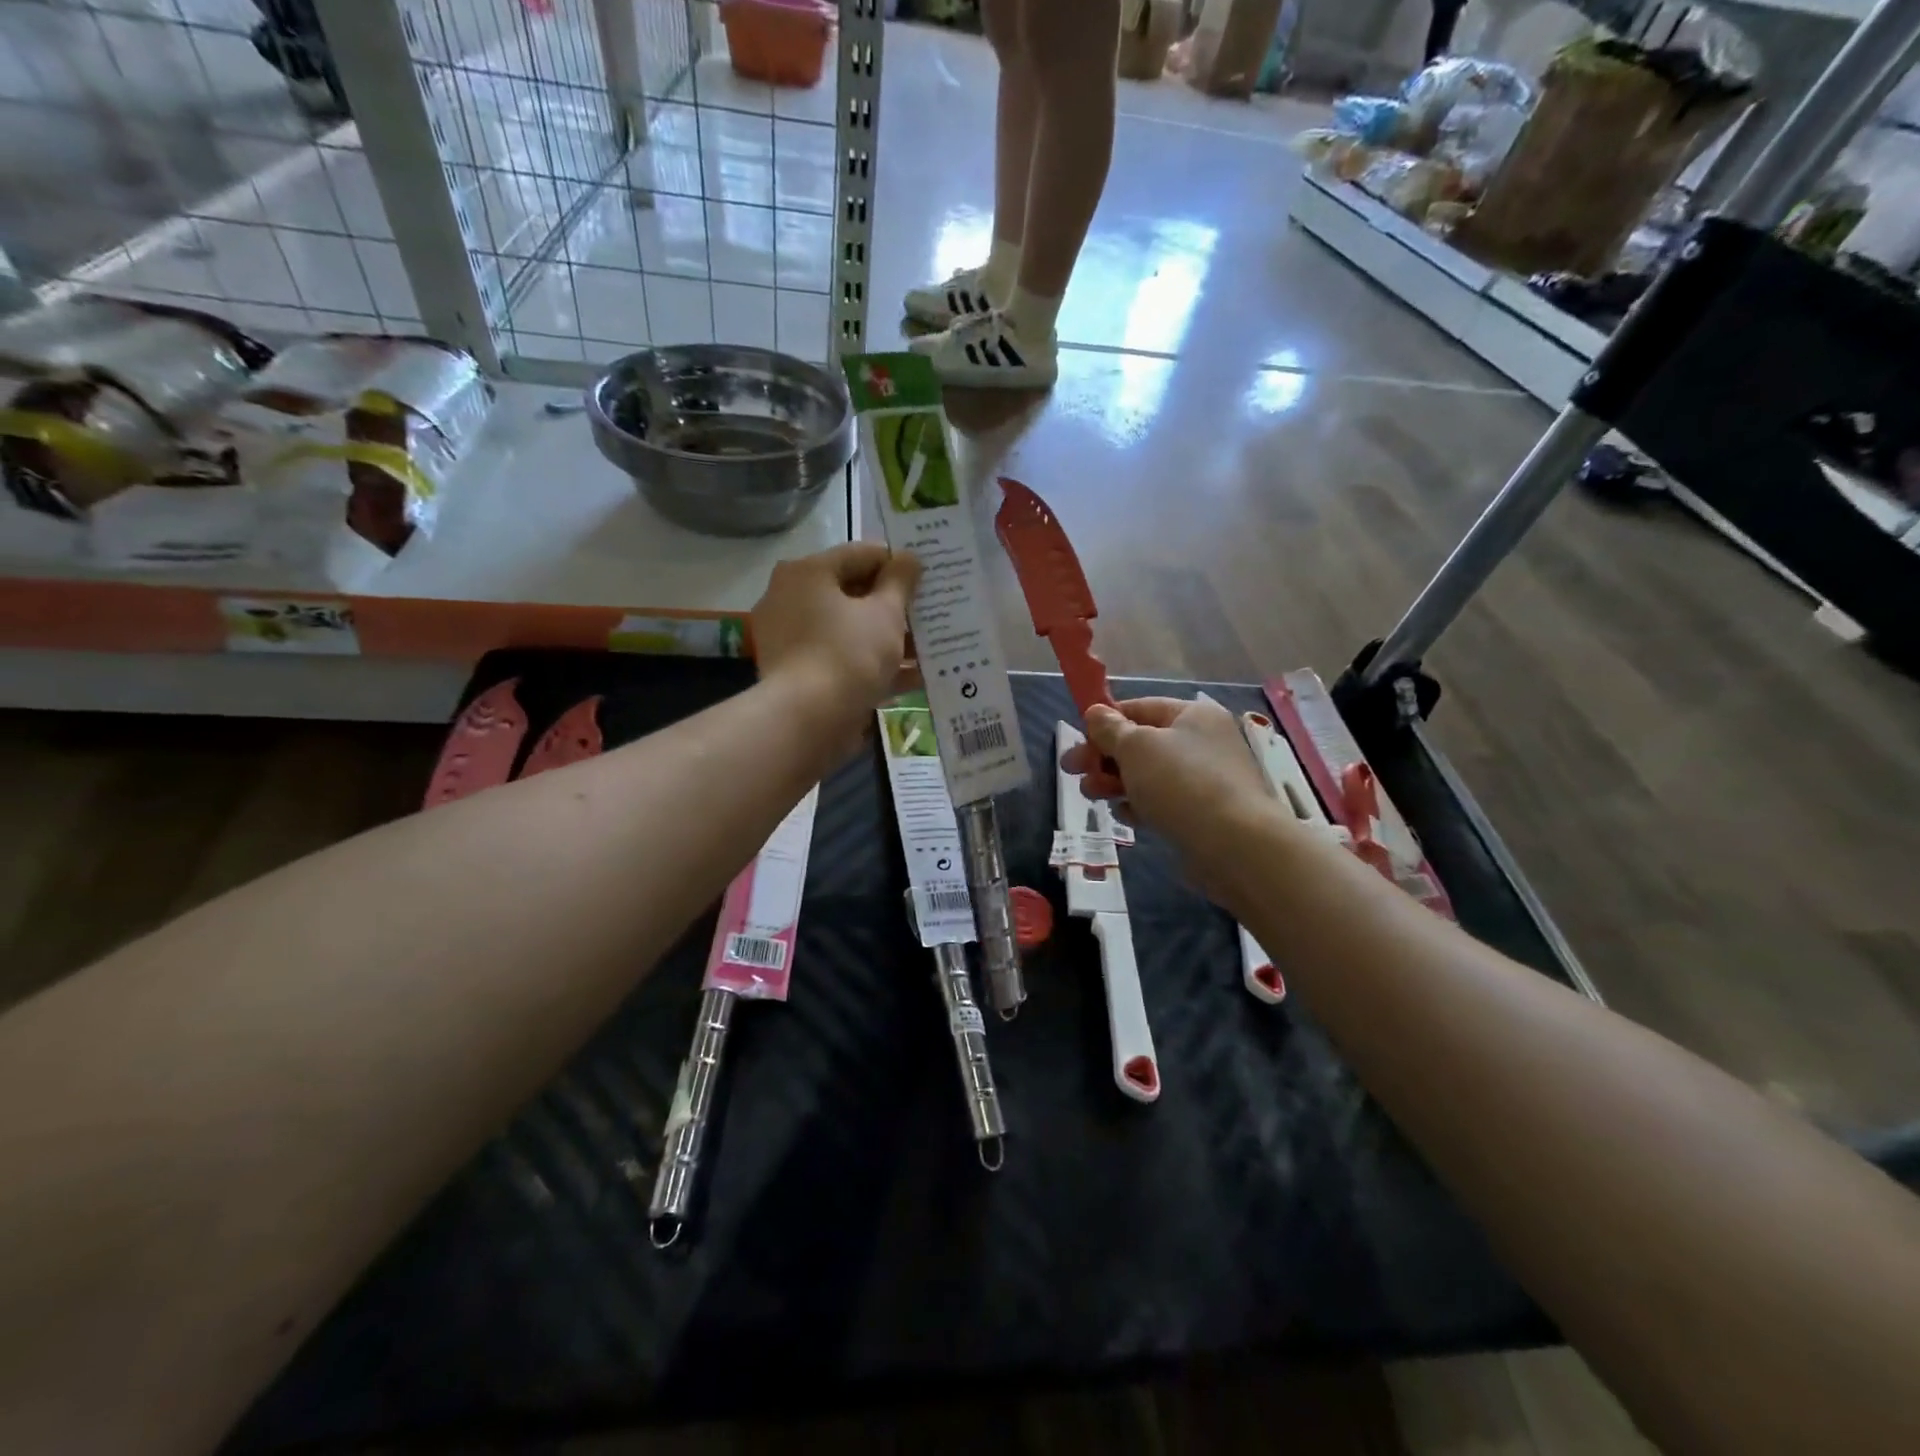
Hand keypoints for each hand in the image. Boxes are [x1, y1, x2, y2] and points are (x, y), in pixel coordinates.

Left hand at [751, 542, 921, 749]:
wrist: (808, 720)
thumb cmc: (849, 653)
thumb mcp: (885, 613)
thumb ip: (900, 582)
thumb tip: (909, 557)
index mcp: (807, 573)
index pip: (861, 555)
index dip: (898, 564)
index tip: (929, 578)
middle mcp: (791, 599)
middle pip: (854, 593)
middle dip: (895, 606)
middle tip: (931, 613)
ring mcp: (792, 639)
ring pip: (850, 630)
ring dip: (890, 638)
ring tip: (931, 647)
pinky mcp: (799, 674)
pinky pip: (843, 659)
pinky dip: (874, 665)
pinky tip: (915, 677)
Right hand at [1061, 694, 1275, 905]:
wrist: (1234, 845)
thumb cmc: (1181, 783)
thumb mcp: (1136, 747)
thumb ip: (1110, 729)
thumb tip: (1095, 712)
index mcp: (1193, 715)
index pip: (1140, 707)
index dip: (1106, 721)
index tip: (1078, 739)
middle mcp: (1203, 742)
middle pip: (1142, 743)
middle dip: (1103, 757)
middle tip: (1071, 770)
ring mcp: (1206, 779)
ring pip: (1149, 774)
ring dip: (1115, 782)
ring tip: (1091, 795)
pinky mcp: (1203, 813)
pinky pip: (1163, 801)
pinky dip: (1140, 805)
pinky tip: (1125, 816)